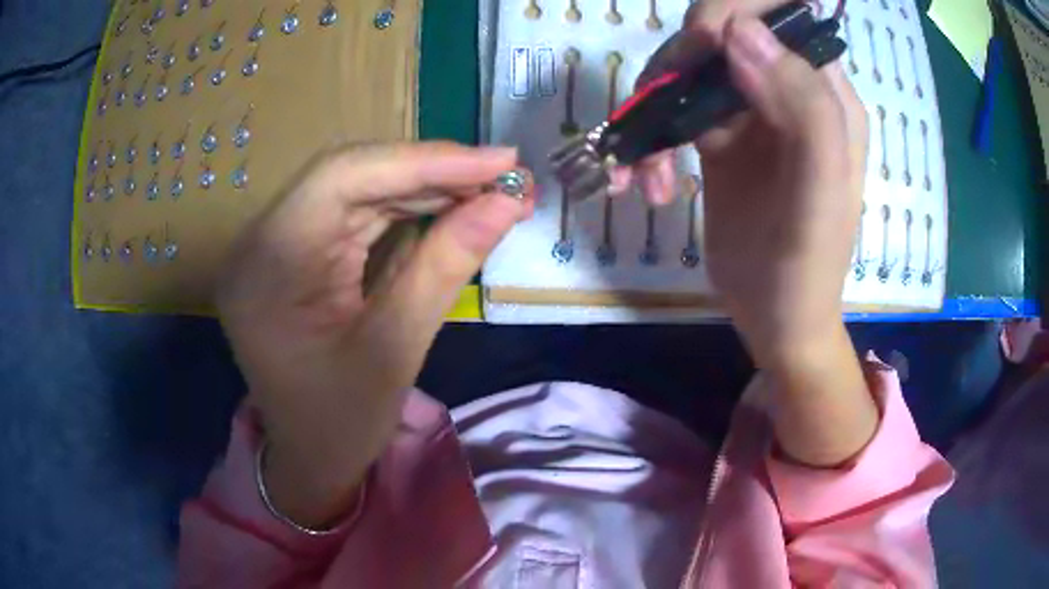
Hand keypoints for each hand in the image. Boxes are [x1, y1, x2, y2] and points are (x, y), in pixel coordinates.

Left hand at [217, 143, 530, 525]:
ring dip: (426, 185)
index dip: (425, 160)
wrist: (308, 458)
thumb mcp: (395, 351)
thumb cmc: (341, 424)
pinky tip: (451, 206)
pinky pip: (353, 213)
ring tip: (490, 190)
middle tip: (505, 176)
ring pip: (356, 188)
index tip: (499, 162)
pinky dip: (407, 207)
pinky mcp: (294, 251)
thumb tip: (508, 201)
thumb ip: (447, 265)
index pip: (342, 178)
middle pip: (349, 175)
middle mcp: (260, 241)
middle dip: (432, 171)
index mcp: (267, 267)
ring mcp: (275, 243)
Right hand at [634, 13, 876, 465]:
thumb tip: (740, 30)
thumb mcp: (818, 195)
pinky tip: (646, 183)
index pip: (782, 15)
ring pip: (687, 67)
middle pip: (723, 31)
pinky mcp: (716, 136)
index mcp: (825, 94)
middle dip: (683, 58)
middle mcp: (786, 89)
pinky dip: (647, 138)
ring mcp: (748, 110)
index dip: (735, 13)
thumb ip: (803, 108)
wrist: (775, 319)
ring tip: (649, 171)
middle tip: (660, 105)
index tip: (703, 50)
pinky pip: (671, 109)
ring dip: (653, 106)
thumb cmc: (806, 269)